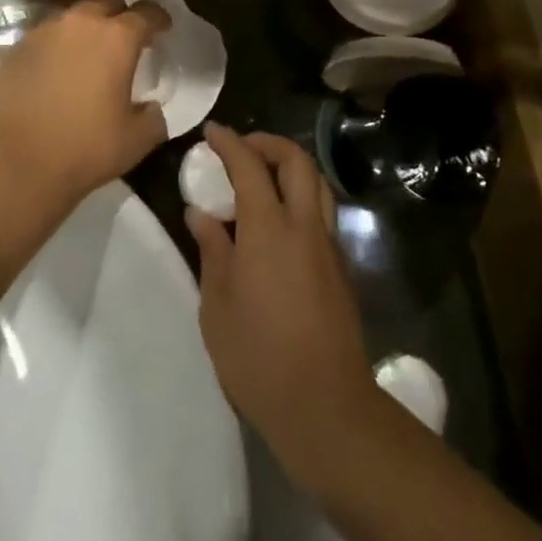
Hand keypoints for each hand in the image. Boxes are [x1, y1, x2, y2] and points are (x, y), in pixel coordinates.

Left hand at [0, 0, 170, 219]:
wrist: (14, 163)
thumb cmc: (84, 149)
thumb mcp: (136, 141)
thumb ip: (153, 117)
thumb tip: (151, 108)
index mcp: (116, 38)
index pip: (146, 12)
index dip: (159, 18)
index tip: (164, 28)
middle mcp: (80, 23)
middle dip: (119, 10)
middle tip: (124, 34)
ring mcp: (44, 31)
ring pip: (71, 10)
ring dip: (85, 22)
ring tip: (88, 47)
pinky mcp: (17, 47)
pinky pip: (46, 32)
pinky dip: (58, 41)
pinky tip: (58, 66)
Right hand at [186, 125, 379, 478]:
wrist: (326, 408)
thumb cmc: (259, 357)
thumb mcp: (217, 306)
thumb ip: (212, 251)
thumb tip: (200, 214)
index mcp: (269, 229)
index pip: (250, 166)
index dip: (230, 143)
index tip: (212, 132)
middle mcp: (304, 226)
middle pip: (297, 161)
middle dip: (268, 143)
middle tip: (242, 149)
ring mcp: (328, 246)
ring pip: (317, 184)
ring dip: (290, 168)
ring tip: (262, 180)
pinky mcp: (341, 270)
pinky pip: (321, 214)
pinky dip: (301, 199)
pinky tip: (279, 225)